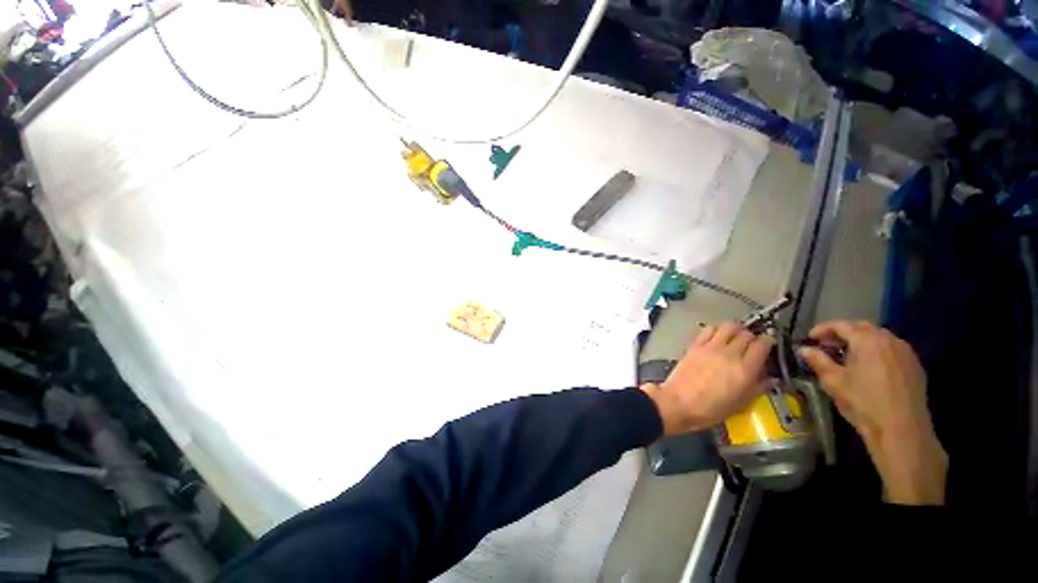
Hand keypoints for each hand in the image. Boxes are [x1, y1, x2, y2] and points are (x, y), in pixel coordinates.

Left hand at [641, 322, 773, 435]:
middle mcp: (729, 354)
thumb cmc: (710, 409)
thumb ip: (757, 389)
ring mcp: (710, 347)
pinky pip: (708, 329)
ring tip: (734, 338)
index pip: (762, 345)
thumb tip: (770, 379)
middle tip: (750, 344)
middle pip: (746, 333)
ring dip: (734, 329)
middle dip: (751, 337)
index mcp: (745, 369)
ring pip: (728, 326)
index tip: (767, 346)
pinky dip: (715, 330)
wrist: (679, 403)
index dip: (767, 342)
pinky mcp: (694, 345)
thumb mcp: (740, 405)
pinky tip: (715, 338)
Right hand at [799, 320, 947, 504]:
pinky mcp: (914, 365)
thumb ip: (818, 361)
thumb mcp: (833, 381)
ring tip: (847, 355)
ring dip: (861, 341)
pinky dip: (876, 351)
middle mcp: (888, 339)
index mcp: (866, 340)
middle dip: (842, 333)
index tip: (809, 339)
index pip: (840, 325)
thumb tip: (804, 349)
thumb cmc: (863, 402)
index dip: (822, 329)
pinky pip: (892, 349)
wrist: (901, 430)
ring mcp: (905, 352)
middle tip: (827, 345)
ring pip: (879, 337)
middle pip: (862, 327)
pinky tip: (869, 367)